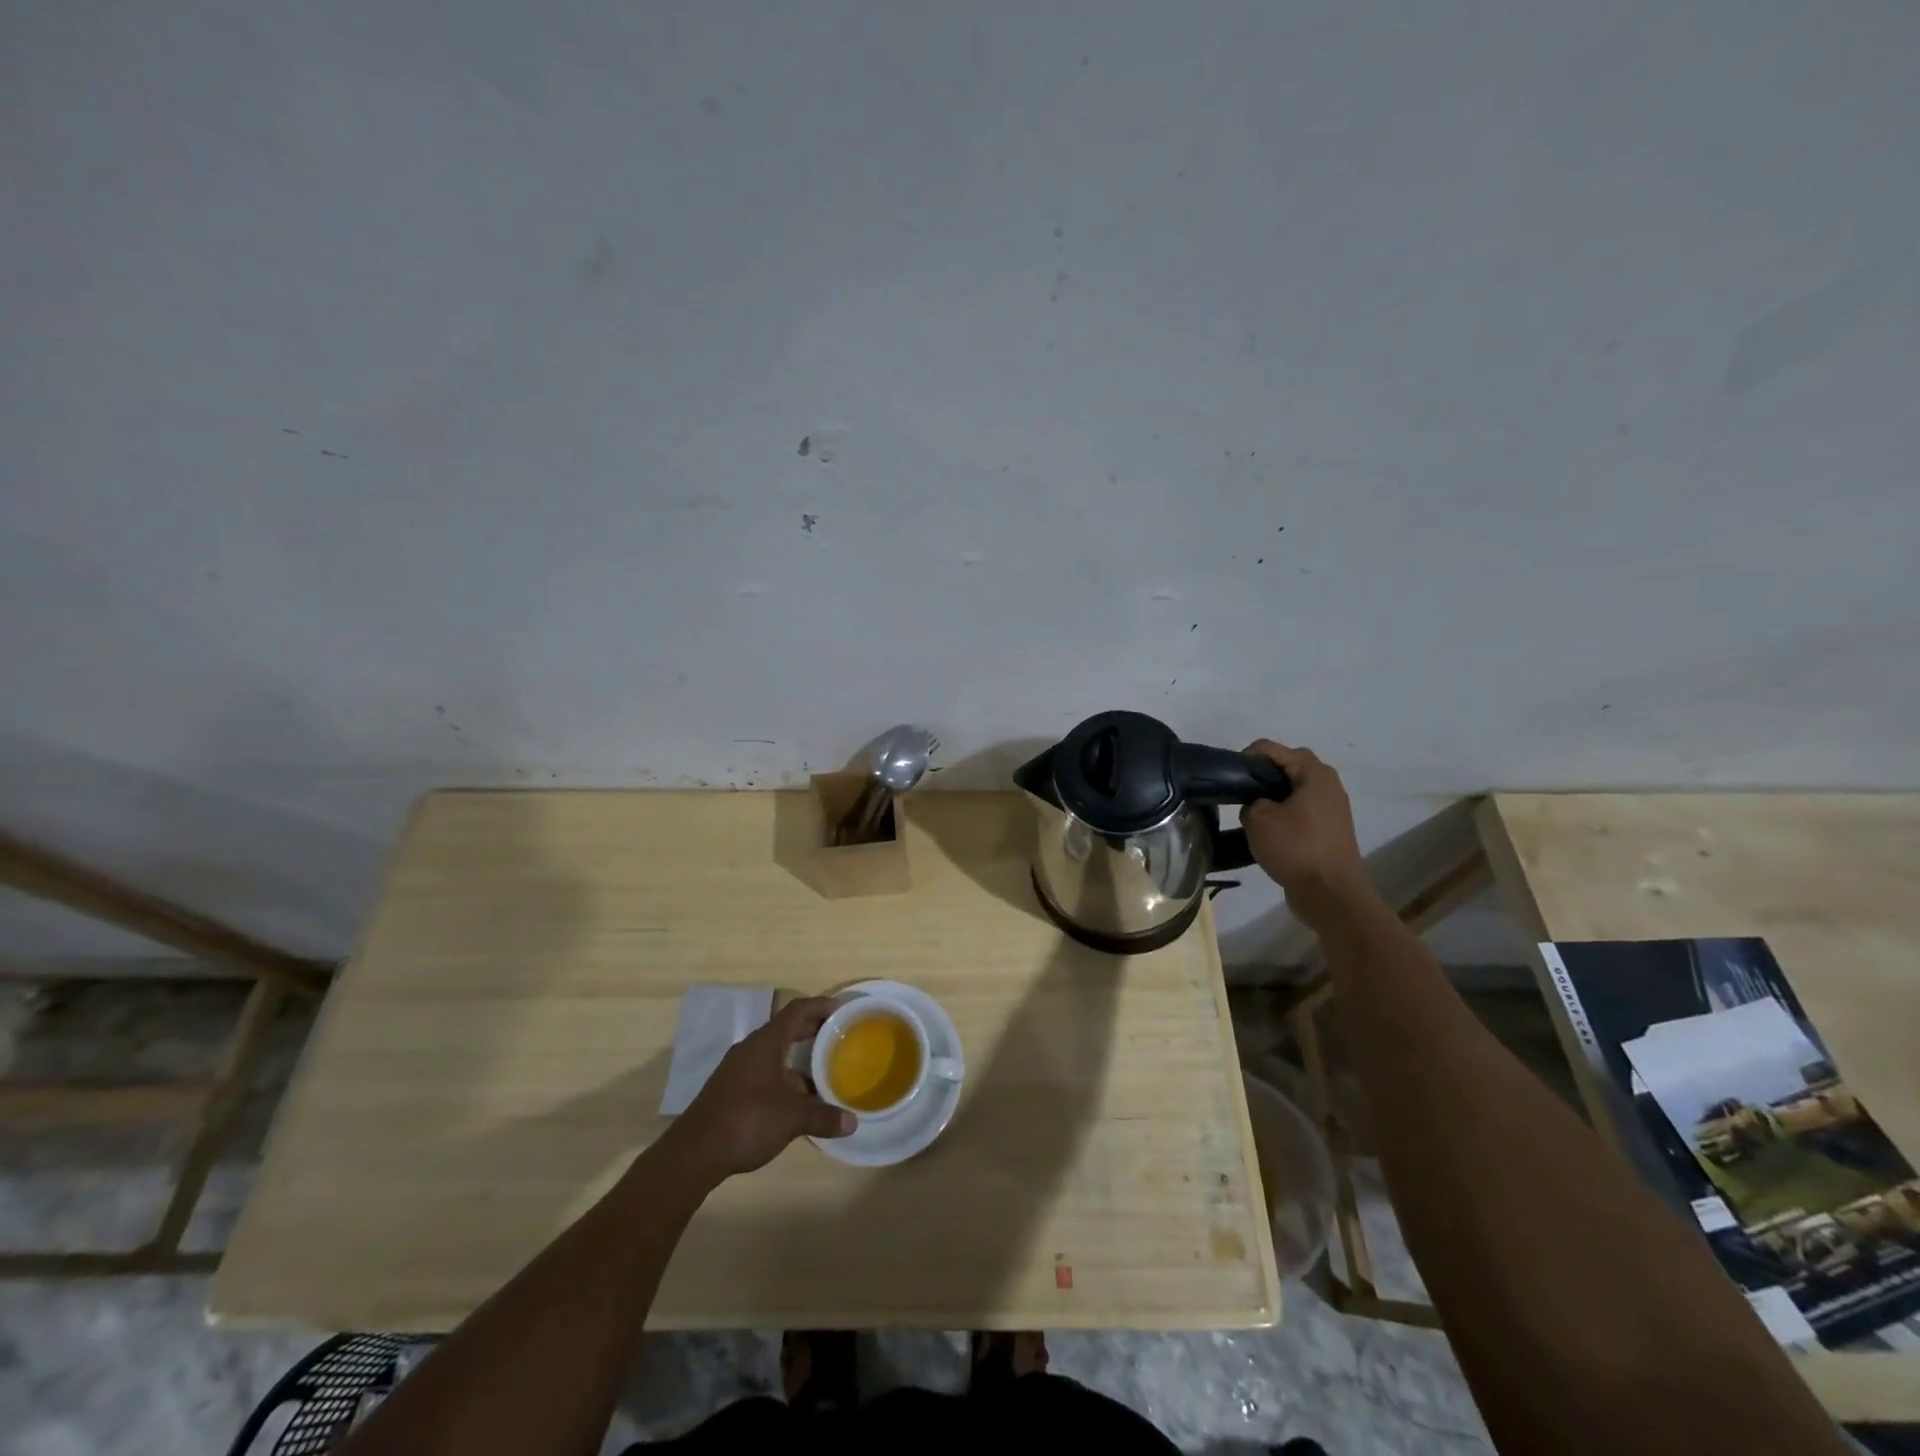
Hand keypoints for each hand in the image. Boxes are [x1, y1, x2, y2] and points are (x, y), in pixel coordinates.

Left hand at [663, 996, 854, 1182]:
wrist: (694, 1153)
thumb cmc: (747, 1120)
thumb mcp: (792, 1118)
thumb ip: (823, 1116)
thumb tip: (852, 1122)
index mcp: (766, 1043)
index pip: (796, 1011)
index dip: (819, 1006)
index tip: (841, 1007)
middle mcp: (750, 1049)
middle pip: (785, 1029)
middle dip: (811, 1030)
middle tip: (837, 1035)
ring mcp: (737, 1070)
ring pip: (774, 1055)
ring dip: (797, 1059)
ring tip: (822, 1071)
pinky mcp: (729, 1091)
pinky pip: (763, 1073)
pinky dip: (783, 1078)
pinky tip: (796, 1100)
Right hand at [1240, 741, 1367, 917]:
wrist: (1331, 894)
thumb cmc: (1296, 848)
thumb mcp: (1258, 818)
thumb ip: (1250, 800)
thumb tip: (1256, 804)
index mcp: (1314, 773)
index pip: (1271, 748)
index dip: (1245, 757)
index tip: (1229, 778)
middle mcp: (1328, 784)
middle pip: (1287, 766)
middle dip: (1261, 775)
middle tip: (1239, 792)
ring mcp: (1332, 808)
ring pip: (1294, 790)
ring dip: (1272, 796)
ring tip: (1249, 813)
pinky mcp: (1329, 830)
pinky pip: (1301, 811)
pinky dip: (1283, 814)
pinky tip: (1268, 832)